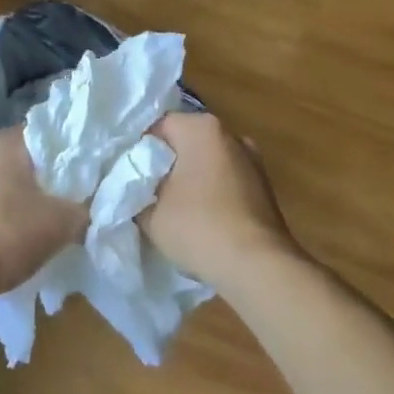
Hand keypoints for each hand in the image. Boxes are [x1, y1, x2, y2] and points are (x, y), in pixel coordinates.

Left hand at [0, 127, 86, 300]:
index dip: (65, 157)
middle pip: (17, 162)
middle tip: (57, 210)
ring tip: (27, 236)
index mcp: (2, 141)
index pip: (44, 136)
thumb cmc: (0, 235)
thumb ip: (81, 211)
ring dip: (8, 206)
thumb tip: (87, 210)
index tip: (79, 181)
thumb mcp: (58, 225)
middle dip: (36, 185)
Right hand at [142, 112, 301, 292]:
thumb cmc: (199, 227)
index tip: (128, 176)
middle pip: (186, 142)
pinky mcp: (264, 187)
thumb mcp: (150, 214)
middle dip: (167, 164)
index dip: (139, 150)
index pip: (158, 127)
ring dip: (191, 180)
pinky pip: (226, 182)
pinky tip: (202, 221)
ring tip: (173, 210)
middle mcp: (230, 134)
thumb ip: (135, 194)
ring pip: (207, 162)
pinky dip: (212, 194)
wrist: (258, 267)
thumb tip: (134, 190)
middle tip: (146, 192)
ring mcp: (252, 160)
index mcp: (201, 128)